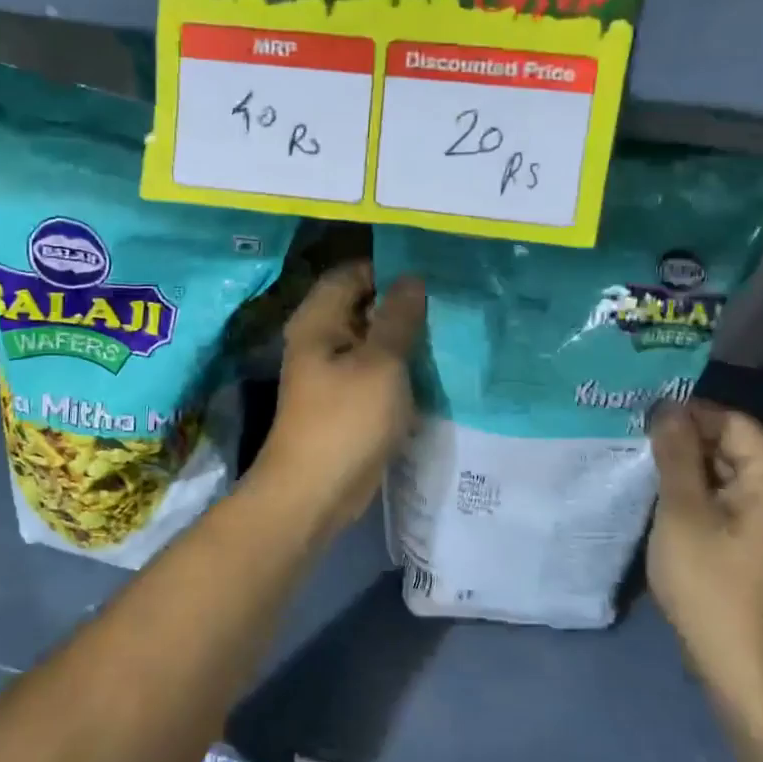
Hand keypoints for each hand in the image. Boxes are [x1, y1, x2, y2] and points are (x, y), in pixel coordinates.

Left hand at [250, 261, 424, 531]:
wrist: (315, 493)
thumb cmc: (346, 420)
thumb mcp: (381, 364)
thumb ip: (398, 319)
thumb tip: (411, 279)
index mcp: (319, 320)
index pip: (352, 273)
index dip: (388, 268)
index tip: (430, 274)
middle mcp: (320, 338)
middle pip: (362, 304)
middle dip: (401, 303)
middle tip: (447, 302)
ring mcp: (330, 371)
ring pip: (370, 339)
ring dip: (402, 337)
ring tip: (446, 330)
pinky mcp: (344, 400)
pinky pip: (373, 369)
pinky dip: (397, 365)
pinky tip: (430, 366)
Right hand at [646, 401, 762, 717]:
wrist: (749, 674)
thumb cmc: (712, 586)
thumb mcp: (683, 512)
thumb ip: (677, 454)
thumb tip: (669, 409)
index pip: (735, 423)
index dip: (690, 416)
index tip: (645, 422)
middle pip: (737, 449)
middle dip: (689, 445)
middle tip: (640, 448)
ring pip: (734, 478)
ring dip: (694, 474)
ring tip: (650, 475)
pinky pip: (738, 506)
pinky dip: (706, 500)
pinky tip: (673, 509)